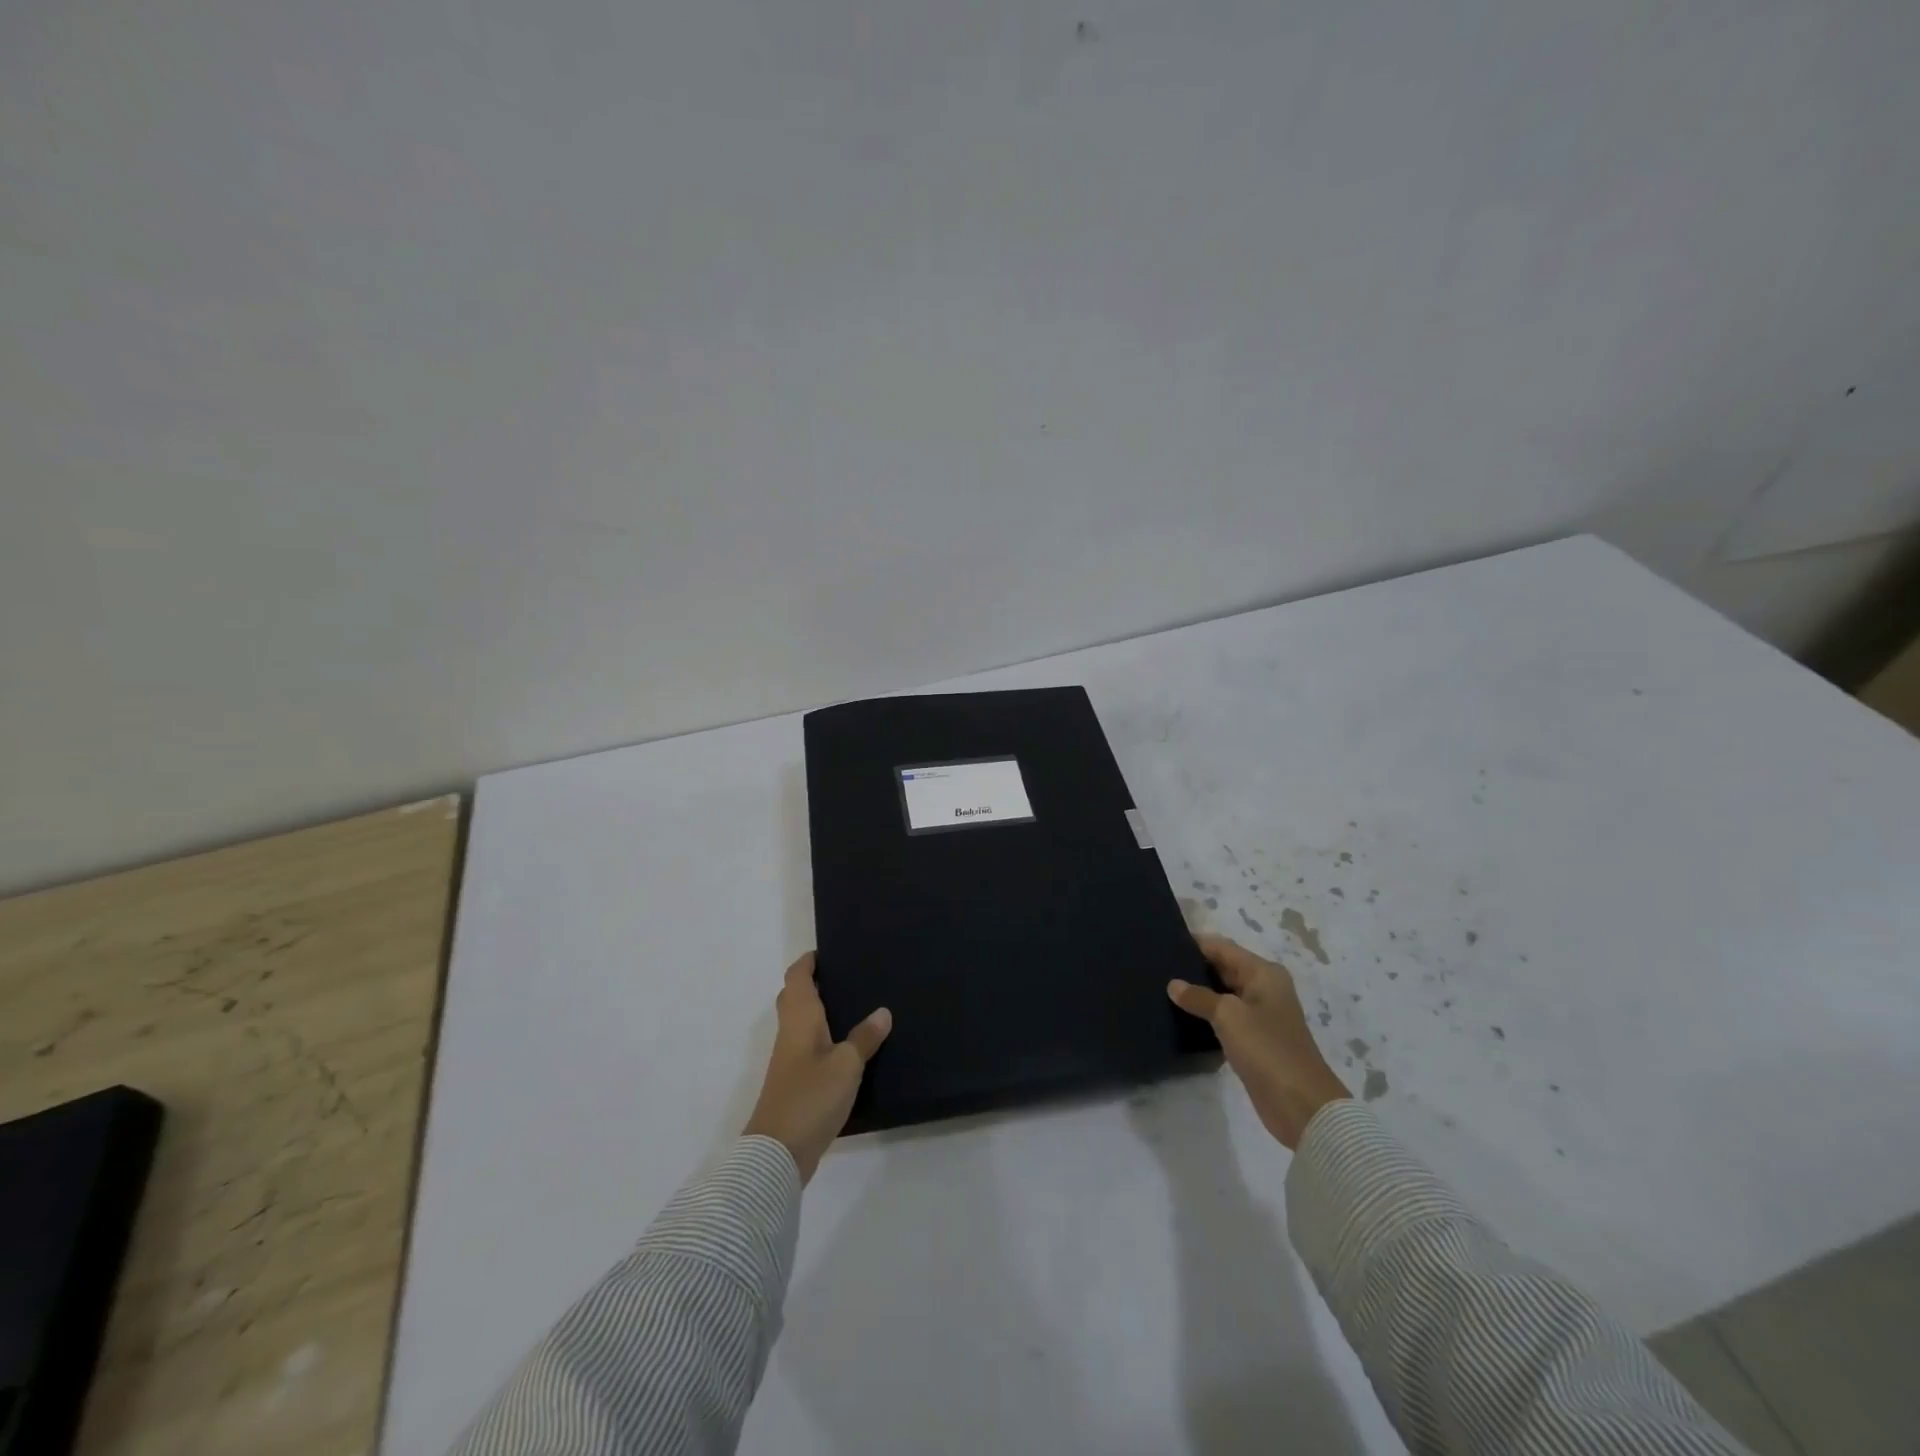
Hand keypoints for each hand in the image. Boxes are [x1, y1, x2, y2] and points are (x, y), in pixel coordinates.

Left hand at [742, 953, 892, 1182]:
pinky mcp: (794, 1082)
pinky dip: (823, 1036)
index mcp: (799, 1019)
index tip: (828, 952)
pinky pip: (807, 1045)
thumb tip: (882, 1011)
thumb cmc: (810, 1097)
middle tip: (844, 977)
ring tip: (854, 1006)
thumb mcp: (847, 1065)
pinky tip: (846, 1046)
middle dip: (813, 983)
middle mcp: (790, 1033)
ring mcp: (789, 1060)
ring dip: (819, 1010)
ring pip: (800, 1022)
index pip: (797, 978)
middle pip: (794, 997)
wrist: (777, 1153)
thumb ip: (864, 1037)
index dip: (808, 962)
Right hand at [1167, 934, 1349, 1149]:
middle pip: (1223, 967)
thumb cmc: (1267, 1049)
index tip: (1161, 943)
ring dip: (1198, 992)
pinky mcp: (1254, 1039)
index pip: (1222, 947)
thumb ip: (1199, 996)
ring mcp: (1260, 1015)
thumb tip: (1173, 984)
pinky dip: (1206, 1014)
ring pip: (1222, 993)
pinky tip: (1180, 1016)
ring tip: (1161, 988)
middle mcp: (1263, 988)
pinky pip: (1225, 1017)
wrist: (1301, 1105)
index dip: (1194, 943)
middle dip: (1194, 967)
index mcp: (1263, 973)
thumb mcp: (1228, 1016)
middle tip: (1155, 967)